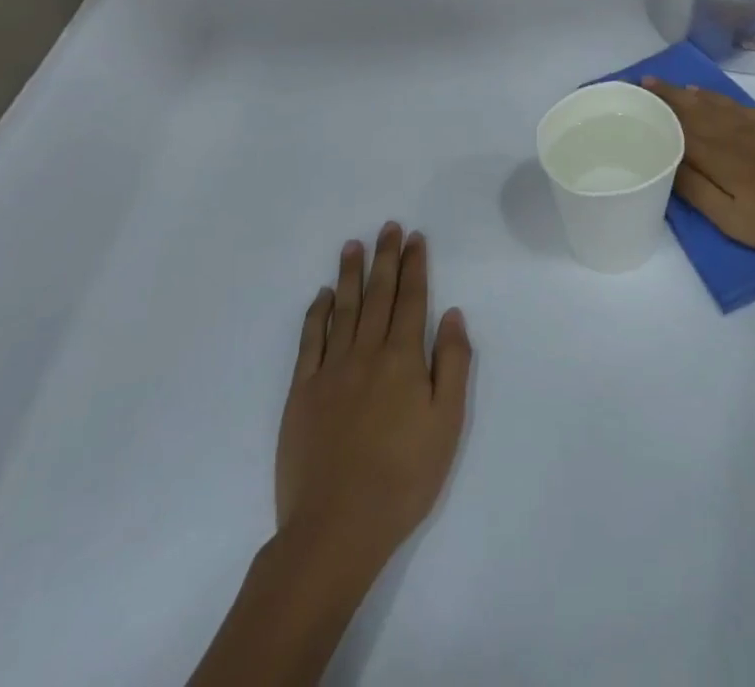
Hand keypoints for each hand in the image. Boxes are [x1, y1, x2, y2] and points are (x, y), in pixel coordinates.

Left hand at [276, 224, 471, 572]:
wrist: (336, 526)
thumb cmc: (403, 478)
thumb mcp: (447, 423)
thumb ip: (452, 363)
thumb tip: (451, 313)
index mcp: (403, 359)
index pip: (411, 299)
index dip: (414, 265)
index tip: (414, 237)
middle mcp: (366, 352)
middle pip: (378, 294)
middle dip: (385, 257)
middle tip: (388, 227)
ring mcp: (331, 370)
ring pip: (343, 308)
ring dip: (350, 274)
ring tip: (353, 245)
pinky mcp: (302, 391)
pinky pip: (310, 340)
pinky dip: (317, 313)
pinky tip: (322, 295)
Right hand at [641, 78, 754, 259]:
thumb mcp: (733, 219)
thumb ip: (697, 189)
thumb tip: (665, 162)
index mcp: (717, 153)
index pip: (677, 124)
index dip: (656, 107)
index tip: (635, 93)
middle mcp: (731, 130)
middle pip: (692, 107)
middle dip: (668, 94)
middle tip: (646, 82)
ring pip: (714, 102)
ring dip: (689, 93)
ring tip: (672, 87)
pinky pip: (735, 103)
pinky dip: (716, 97)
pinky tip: (710, 96)